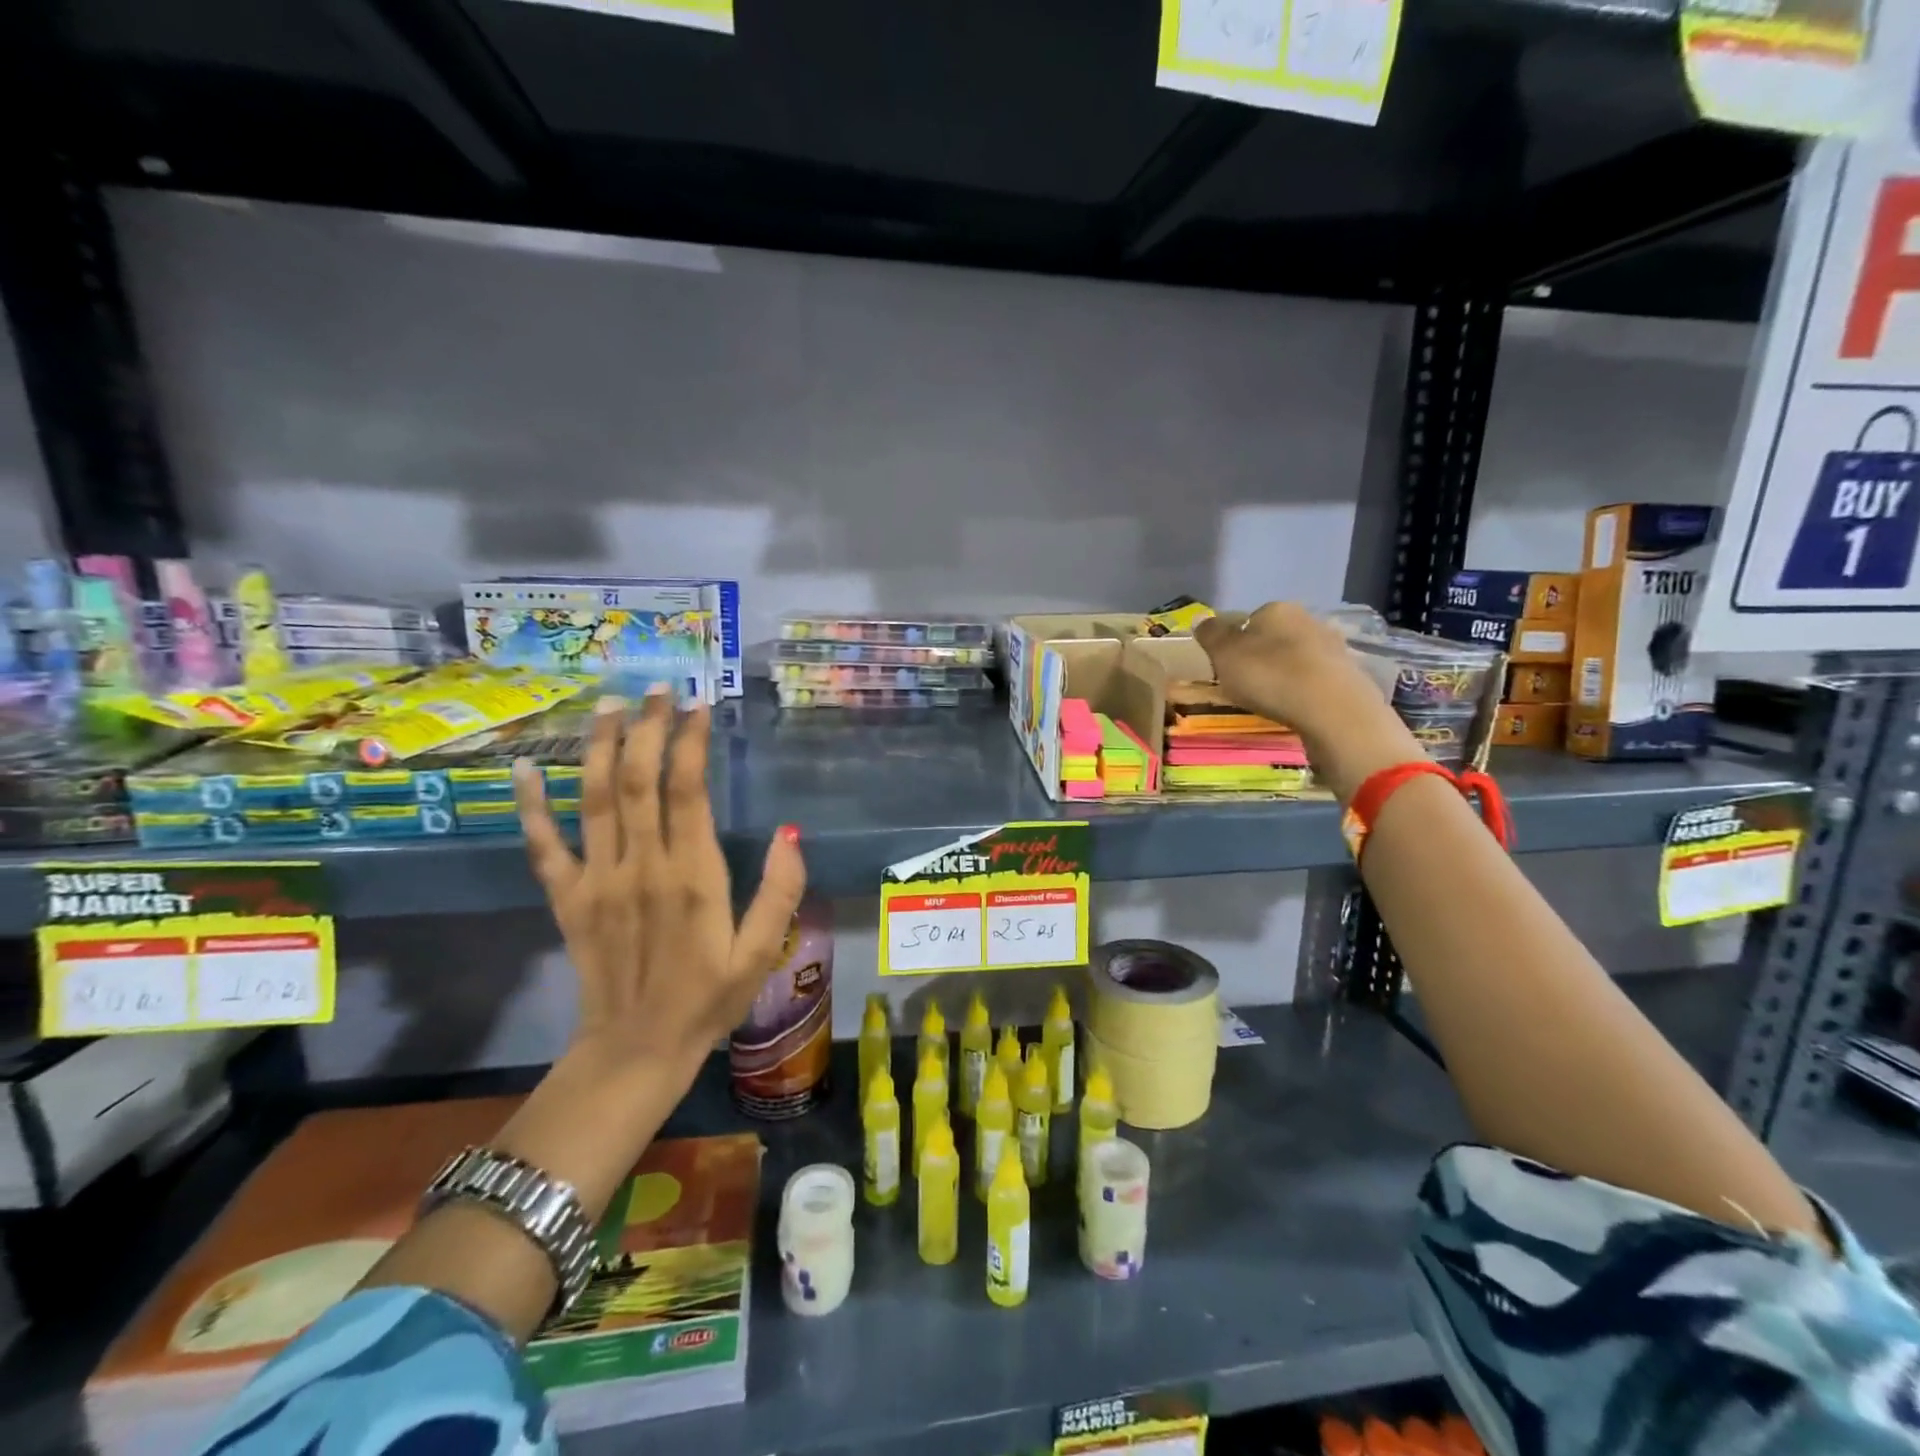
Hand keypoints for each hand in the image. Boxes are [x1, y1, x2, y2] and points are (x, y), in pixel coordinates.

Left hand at [513, 689, 807, 1079]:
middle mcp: (641, 866)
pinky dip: (531, 805)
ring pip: (594, 798)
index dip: (691, 741)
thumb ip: (779, 893)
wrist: (635, 1051)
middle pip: (639, 780)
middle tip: (659, 688)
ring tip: (611, 704)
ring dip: (602, 747)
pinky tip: (523, 768)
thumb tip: (791, 833)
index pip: (688, 790)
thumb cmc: (707, 1000)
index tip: (699, 704)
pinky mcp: (568, 899)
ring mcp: (597, 880)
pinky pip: (544, 845)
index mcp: (692, 876)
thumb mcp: (759, 953)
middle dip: (649, 728)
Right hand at [1194, 603, 1422, 801]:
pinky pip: (1316, 678)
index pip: (1248, 620)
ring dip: (1286, 673)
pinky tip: (1297, 707)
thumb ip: (1211, 635)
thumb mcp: (1224, 655)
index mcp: (1276, 609)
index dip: (1235, 644)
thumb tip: (1201, 618)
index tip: (1227, 667)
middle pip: (1275, 637)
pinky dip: (1305, 690)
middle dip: (1262, 656)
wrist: (1332, 709)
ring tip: (1273, 700)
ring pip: (1298, 656)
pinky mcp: (1350, 674)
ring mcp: (1333, 646)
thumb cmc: (1269, 676)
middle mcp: (1308, 619)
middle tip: (1248, 685)